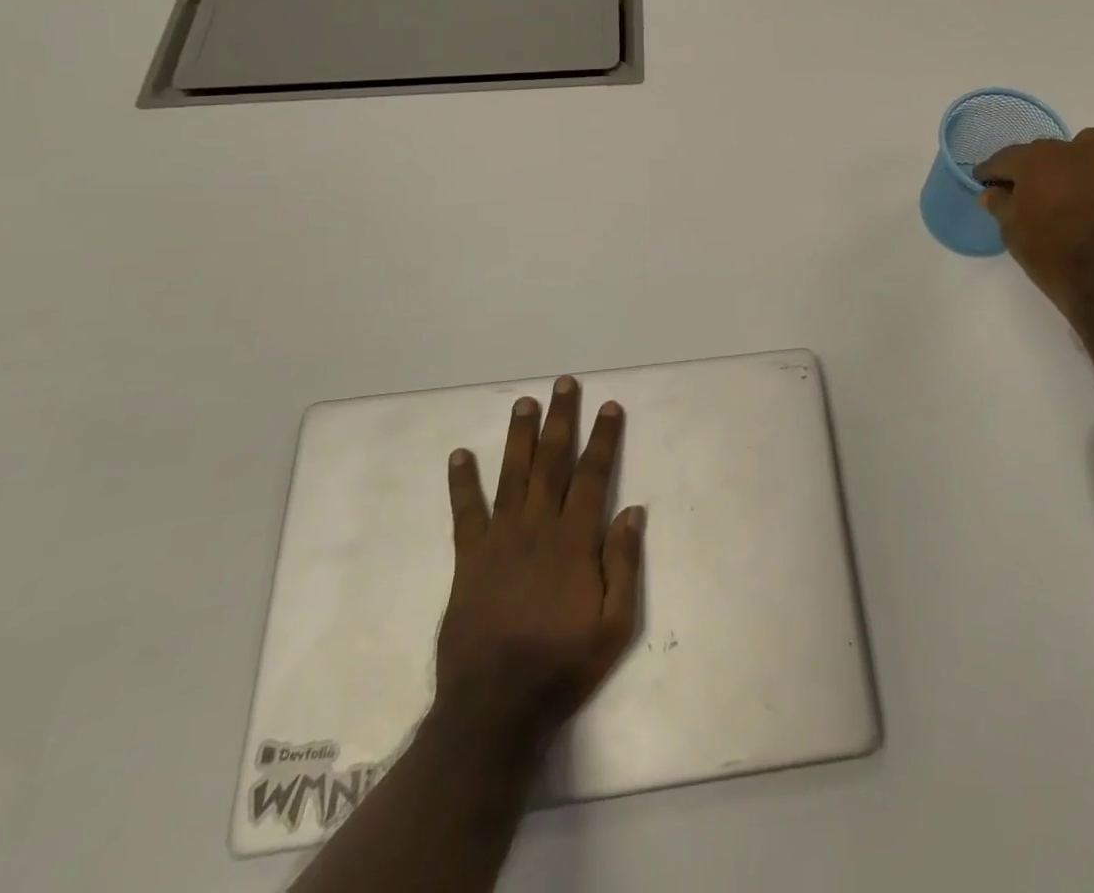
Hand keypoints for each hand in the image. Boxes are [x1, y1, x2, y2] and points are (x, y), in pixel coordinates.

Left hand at [434, 376, 644, 758]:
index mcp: (574, 541)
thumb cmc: (562, 666)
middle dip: (560, 419)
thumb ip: (624, 565)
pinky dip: (462, 482)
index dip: (603, 438)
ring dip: (519, 436)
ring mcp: (499, 540)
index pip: (593, 475)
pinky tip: (460, 455)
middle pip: (552, 462)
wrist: (494, 709)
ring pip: (512, 474)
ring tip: (524, 403)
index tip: (609, 406)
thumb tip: (633, 510)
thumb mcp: (615, 626)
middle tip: (564, 384)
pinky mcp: (469, 559)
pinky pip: (465, 512)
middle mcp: (537, 528)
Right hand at [978, 128, 1093, 323]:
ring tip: (1077, 187)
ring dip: (1079, 162)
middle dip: (1036, 168)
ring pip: (1089, 147)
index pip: (1005, 158)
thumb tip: (991, 191)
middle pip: (1046, 151)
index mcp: (1035, 160)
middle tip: (1032, 192)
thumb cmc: (1054, 256)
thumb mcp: (1013, 233)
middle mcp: (1073, 149)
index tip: (985, 180)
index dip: (993, 171)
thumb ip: (1000, 205)